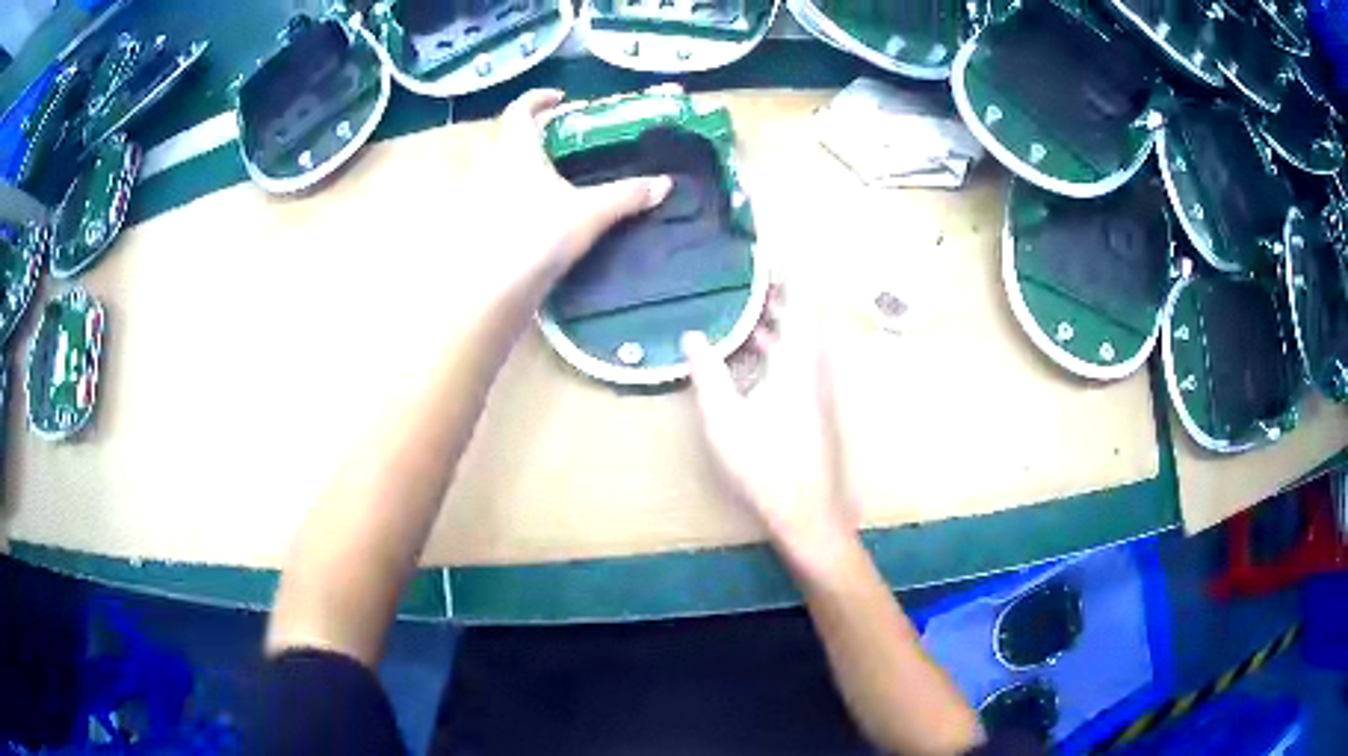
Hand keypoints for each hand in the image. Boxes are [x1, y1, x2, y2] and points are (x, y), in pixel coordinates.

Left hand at [479, 89, 672, 297]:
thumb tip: (665, 184)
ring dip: (518, 164)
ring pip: (498, 169)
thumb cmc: (541, 235)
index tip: (558, 97)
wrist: (497, 286)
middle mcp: (494, 168)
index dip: (538, 99)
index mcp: (518, 152)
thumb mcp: (591, 212)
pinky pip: (497, 197)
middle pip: (506, 138)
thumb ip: (627, 195)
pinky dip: (514, 196)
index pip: (520, 111)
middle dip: (528, 132)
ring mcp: (483, 198)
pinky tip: (535, 213)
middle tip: (557, 138)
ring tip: (548, 174)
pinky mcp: (482, 226)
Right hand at [683, 291, 858, 575]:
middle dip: (780, 288)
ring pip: (801, 337)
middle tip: (752, 269)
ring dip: (779, 316)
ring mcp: (818, 387)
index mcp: (799, 363)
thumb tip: (692, 336)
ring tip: (748, 299)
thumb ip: (709, 375)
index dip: (789, 271)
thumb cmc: (766, 466)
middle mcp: (815, 367)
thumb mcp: (726, 421)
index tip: (772, 247)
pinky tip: (754, 348)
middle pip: (804, 314)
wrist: (808, 511)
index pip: (801, 301)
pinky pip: (799, 357)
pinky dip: (779, 342)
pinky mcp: (815, 404)